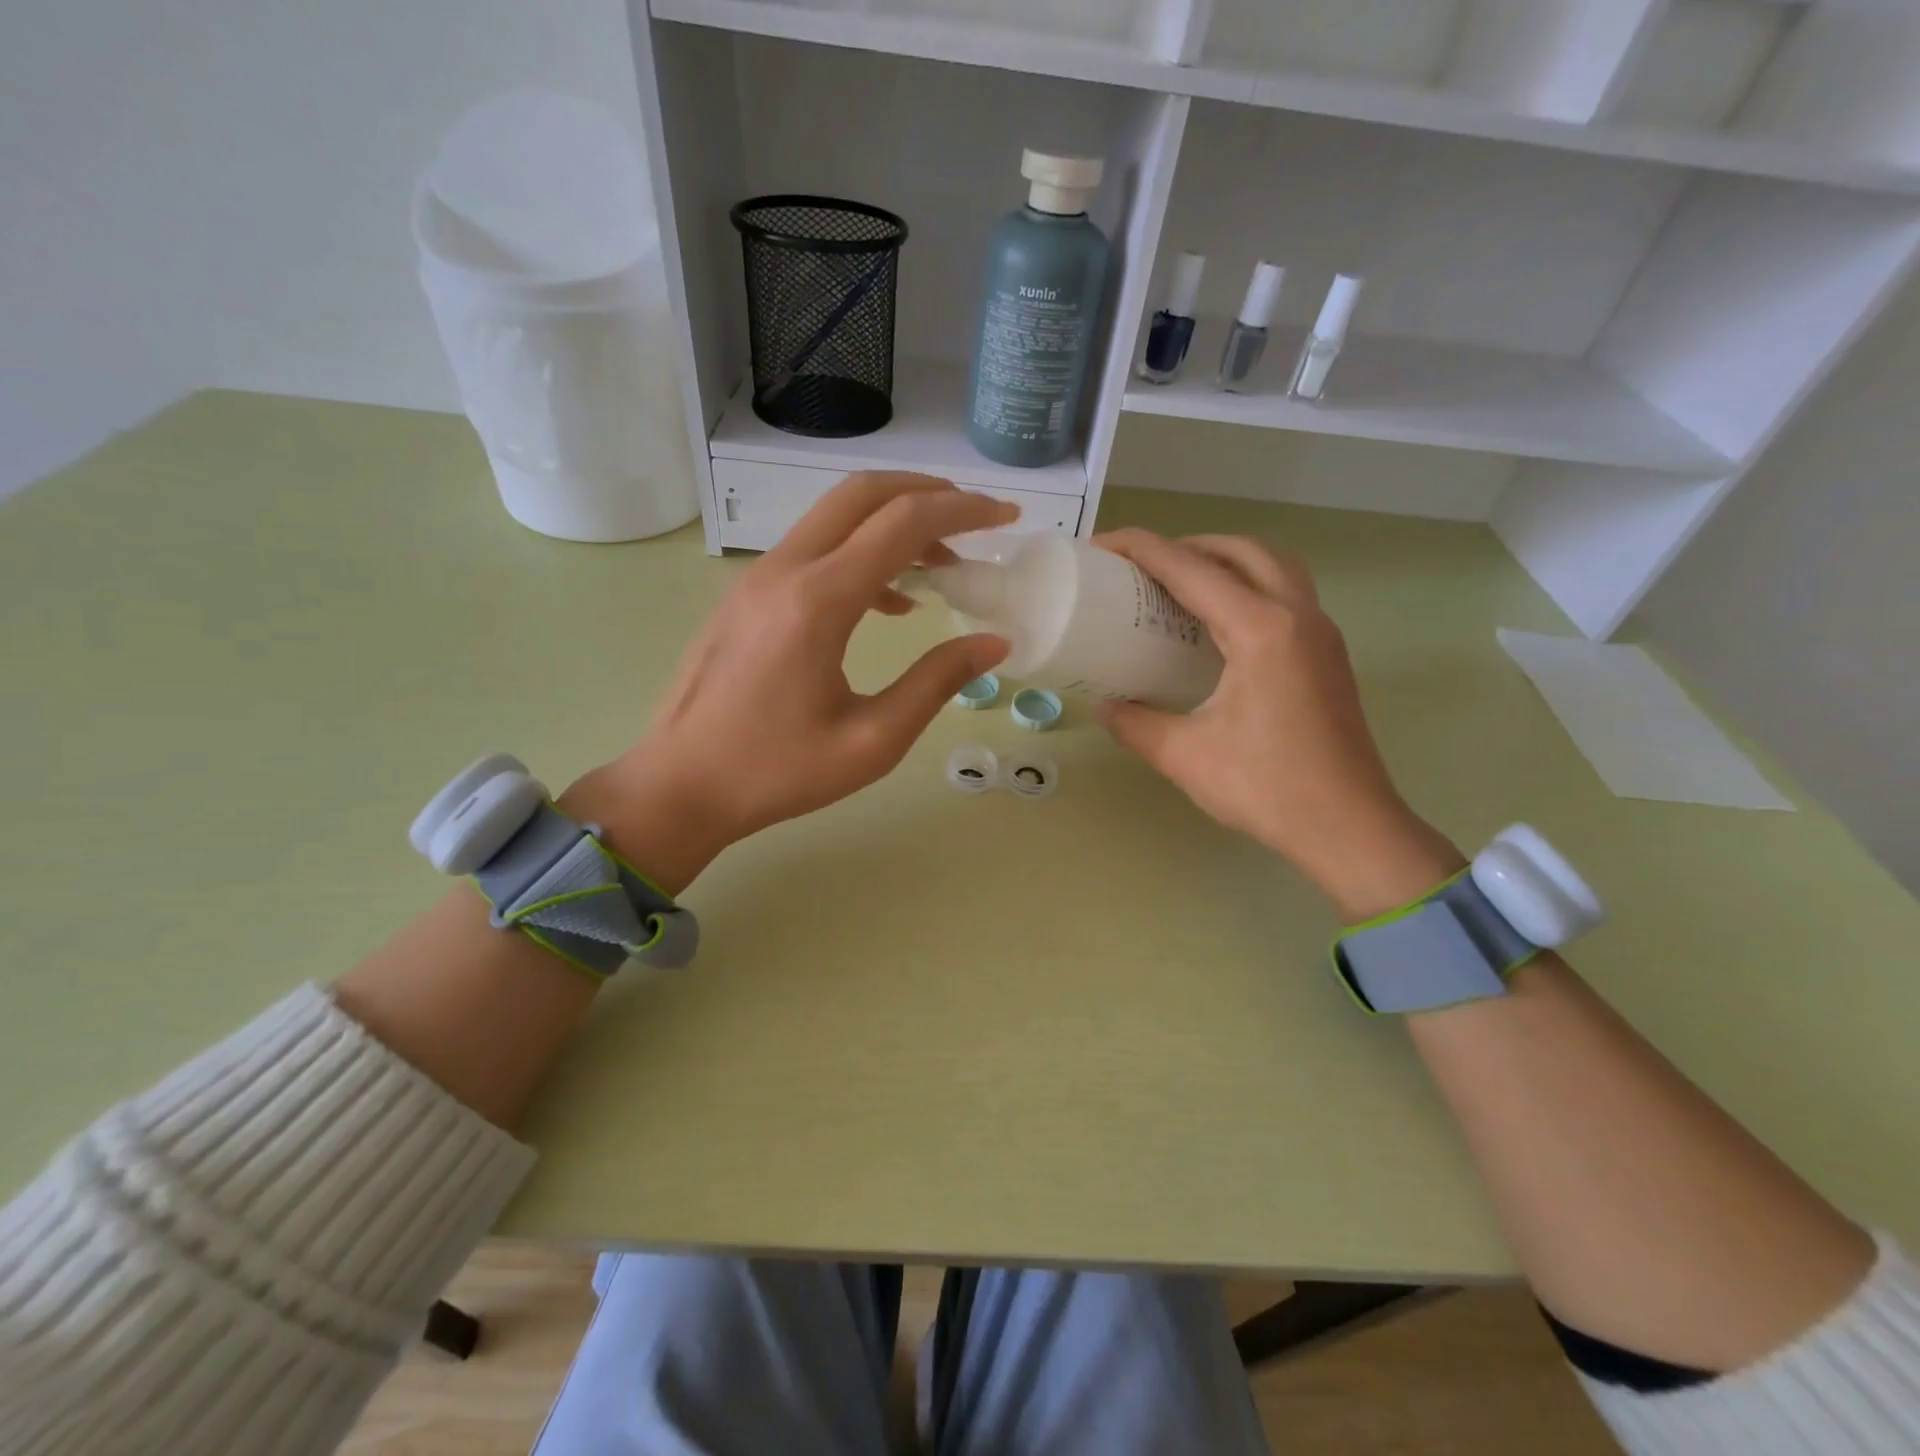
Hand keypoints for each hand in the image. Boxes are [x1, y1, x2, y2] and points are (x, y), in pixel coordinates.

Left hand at [567, 474, 1014, 891]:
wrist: (680, 786)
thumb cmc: (778, 772)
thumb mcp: (873, 741)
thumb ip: (937, 683)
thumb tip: (993, 643)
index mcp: (818, 602)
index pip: (903, 523)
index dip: (964, 511)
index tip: (1008, 517)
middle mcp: (785, 570)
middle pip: (863, 493)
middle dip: (928, 493)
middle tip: (976, 520)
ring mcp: (758, 577)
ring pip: (834, 515)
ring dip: (893, 521)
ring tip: (943, 563)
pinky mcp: (746, 594)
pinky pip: (813, 548)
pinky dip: (861, 551)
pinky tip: (889, 601)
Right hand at [1094, 529, 1460, 918]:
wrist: (1349, 827)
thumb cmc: (1267, 788)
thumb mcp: (1184, 756)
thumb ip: (1135, 724)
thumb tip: (1104, 706)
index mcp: (1260, 630)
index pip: (1191, 568)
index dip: (1142, 548)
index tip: (1102, 546)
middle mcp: (1297, 615)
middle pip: (1241, 550)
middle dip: (1188, 545)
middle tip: (1144, 568)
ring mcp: (1320, 633)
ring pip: (1273, 566)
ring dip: (1225, 560)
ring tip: (1182, 586)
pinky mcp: (1328, 654)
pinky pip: (1286, 594)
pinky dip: (1248, 586)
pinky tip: (1218, 626)